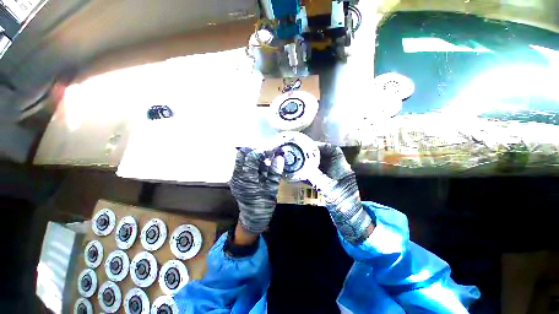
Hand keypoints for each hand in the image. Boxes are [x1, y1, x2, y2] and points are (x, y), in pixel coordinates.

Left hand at [229, 148, 284, 234]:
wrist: (253, 218)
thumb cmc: (263, 205)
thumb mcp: (272, 189)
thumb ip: (275, 172)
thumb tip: (280, 157)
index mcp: (246, 178)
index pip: (251, 157)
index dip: (263, 150)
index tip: (273, 148)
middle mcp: (237, 175)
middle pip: (242, 153)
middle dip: (256, 149)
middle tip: (268, 151)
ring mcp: (235, 176)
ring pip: (242, 158)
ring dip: (254, 155)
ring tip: (267, 157)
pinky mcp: (237, 178)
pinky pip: (243, 164)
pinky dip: (252, 161)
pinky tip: (262, 165)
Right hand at [306, 144, 373, 243]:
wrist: (349, 219)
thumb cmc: (343, 202)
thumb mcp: (329, 188)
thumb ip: (315, 177)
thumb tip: (301, 168)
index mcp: (342, 167)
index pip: (333, 149)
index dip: (322, 146)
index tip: (309, 146)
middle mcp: (337, 169)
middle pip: (324, 156)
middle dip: (312, 154)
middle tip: (300, 153)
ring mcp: (332, 177)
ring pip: (320, 165)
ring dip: (309, 163)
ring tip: (298, 161)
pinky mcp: (327, 184)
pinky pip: (317, 174)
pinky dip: (309, 173)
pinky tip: (300, 174)